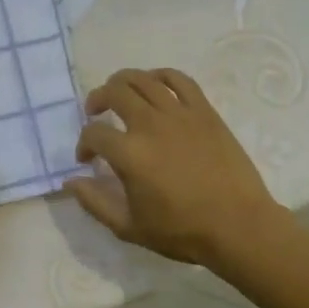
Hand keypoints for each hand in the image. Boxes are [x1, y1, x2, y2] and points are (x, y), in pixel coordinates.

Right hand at [67, 68, 284, 266]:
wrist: (238, 225)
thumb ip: (95, 202)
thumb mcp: (129, 227)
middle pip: (114, 92)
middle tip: (95, 112)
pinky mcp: (204, 111)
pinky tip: (154, 85)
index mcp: (129, 154)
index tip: (87, 159)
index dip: (83, 144)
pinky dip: (161, 76)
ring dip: (124, 82)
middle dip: (97, 99)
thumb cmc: (182, 231)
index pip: (93, 133)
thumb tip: (70, 182)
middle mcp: (151, 125)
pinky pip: (179, 80)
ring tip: (119, 93)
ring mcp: (180, 114)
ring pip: (144, 79)